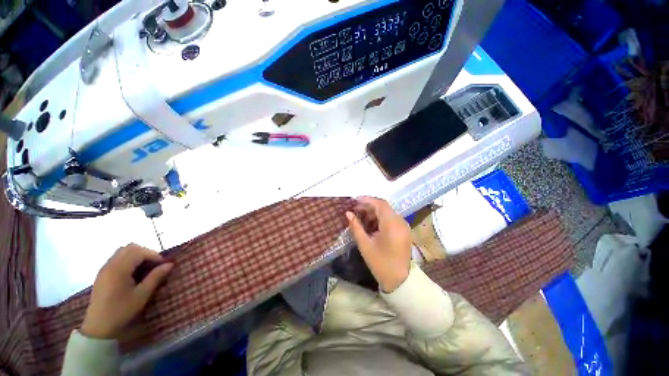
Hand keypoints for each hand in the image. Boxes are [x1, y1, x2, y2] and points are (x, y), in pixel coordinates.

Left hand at [81, 244, 172, 339]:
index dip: (154, 255)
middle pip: (130, 248)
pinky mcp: (102, 274)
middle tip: (155, 264)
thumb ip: (155, 277)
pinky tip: (134, 273)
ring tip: (145, 268)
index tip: (164, 264)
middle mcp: (110, 265)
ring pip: (123, 252)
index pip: (139, 252)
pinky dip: (129, 261)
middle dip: (146, 253)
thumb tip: (170, 264)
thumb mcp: (142, 295)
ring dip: (137, 256)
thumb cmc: (121, 311)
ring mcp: (104, 269)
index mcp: (119, 269)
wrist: (98, 327)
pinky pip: (117, 259)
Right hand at [346, 197, 411, 292]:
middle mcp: (400, 222)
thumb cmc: (380, 263)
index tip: (354, 200)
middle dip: (369, 206)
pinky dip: (380, 218)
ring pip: (387, 212)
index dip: (367, 200)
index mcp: (392, 225)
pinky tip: (370, 223)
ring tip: (361, 217)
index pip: (380, 204)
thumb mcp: (365, 245)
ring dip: (374, 212)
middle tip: (355, 209)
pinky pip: (391, 218)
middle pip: (383, 207)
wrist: (400, 281)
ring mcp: (404, 226)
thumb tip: (348, 213)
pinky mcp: (404, 230)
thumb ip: (356, 227)